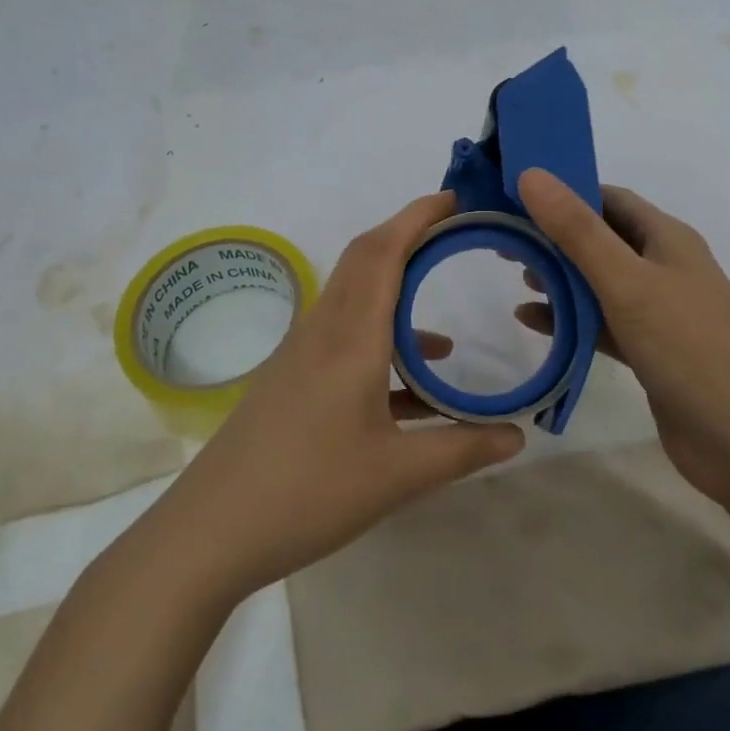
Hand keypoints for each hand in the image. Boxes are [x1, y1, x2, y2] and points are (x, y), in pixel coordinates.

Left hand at [147, 192, 525, 602]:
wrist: (212, 531)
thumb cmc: (309, 492)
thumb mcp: (398, 476)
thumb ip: (462, 449)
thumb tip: (518, 438)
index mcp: (350, 336)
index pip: (384, 250)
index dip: (418, 216)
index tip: (456, 199)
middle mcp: (324, 329)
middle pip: (365, 259)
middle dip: (409, 237)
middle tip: (456, 237)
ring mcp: (302, 353)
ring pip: (354, 297)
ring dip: (396, 291)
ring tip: (444, 321)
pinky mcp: (293, 379)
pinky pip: (345, 336)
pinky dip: (381, 338)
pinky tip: (413, 386)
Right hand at [513, 168, 729, 502]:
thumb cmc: (689, 348)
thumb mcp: (627, 282)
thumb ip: (577, 230)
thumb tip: (531, 174)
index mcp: (667, 238)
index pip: (609, 198)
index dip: (564, 191)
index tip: (515, 196)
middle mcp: (665, 267)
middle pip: (601, 238)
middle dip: (554, 237)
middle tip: (504, 239)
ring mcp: (659, 311)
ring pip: (598, 282)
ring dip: (559, 277)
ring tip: (516, 278)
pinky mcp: (650, 351)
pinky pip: (601, 323)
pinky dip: (569, 319)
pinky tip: (531, 321)